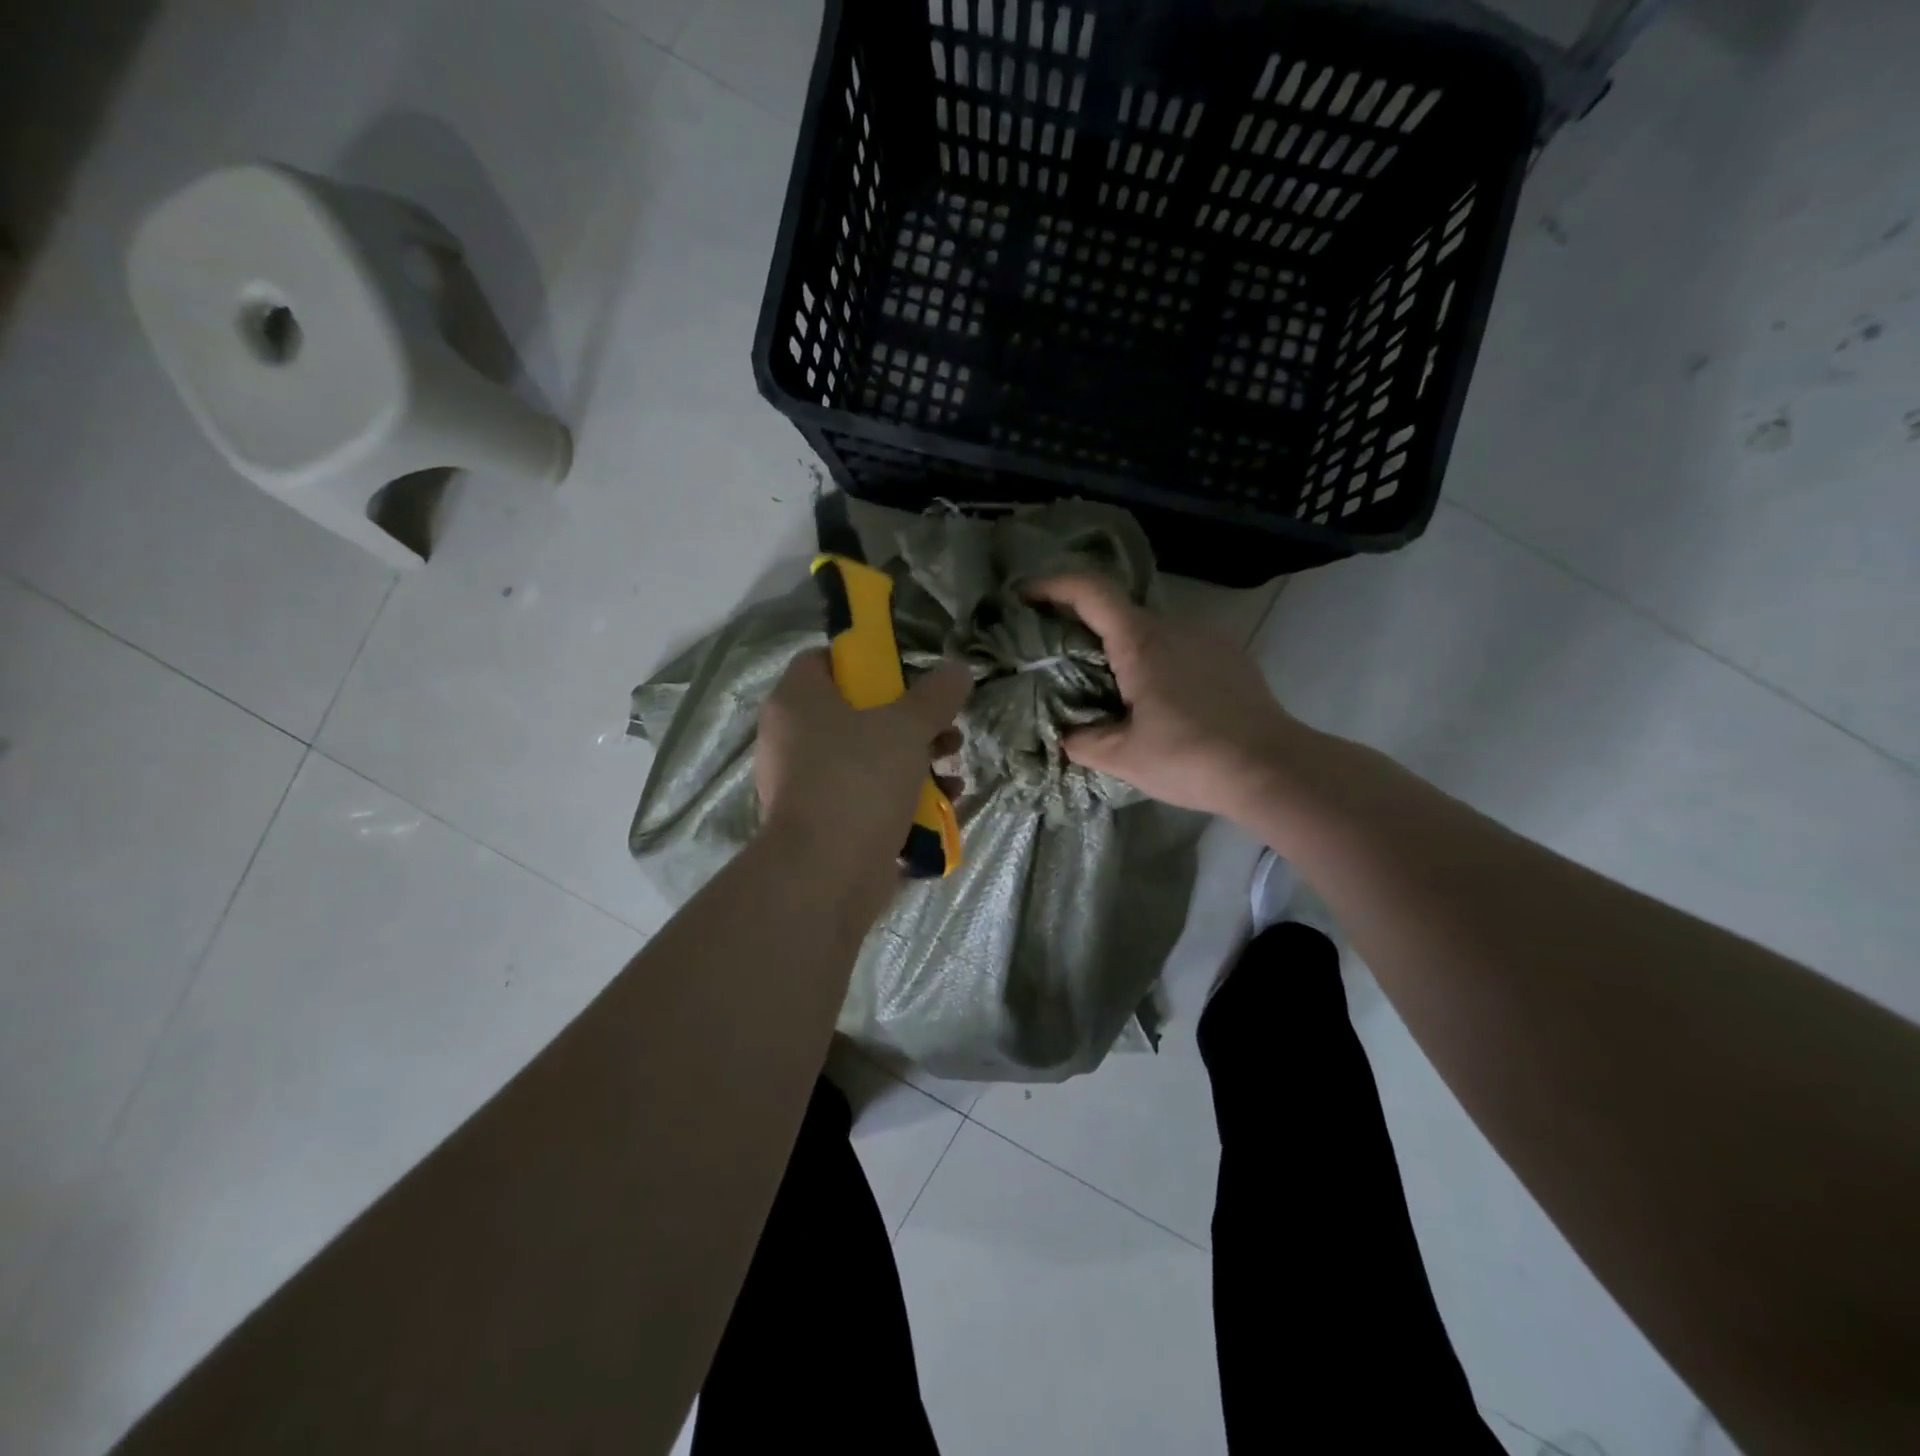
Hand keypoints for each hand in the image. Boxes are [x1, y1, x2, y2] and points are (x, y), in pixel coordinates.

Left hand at [754, 652, 971, 884]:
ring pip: (866, 758)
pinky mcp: (823, 823)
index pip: (822, 660)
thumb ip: (935, 696)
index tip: (906, 675)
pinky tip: (942, 803)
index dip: (865, 661)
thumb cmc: (859, 780)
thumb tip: (958, 670)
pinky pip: (865, 796)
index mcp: (797, 701)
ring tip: (952, 768)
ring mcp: (805, 784)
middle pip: (855, 712)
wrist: (825, 874)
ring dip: (915, 760)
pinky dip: (900, 796)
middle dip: (909, 720)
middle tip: (944, 729)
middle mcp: (792, 738)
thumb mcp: (907, 727)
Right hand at [1026, 575, 1301, 819]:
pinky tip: (1153, 699)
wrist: (1274, 769)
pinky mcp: (1230, 659)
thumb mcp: (1124, 758)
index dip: (1053, 584)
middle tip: (1055, 655)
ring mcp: (1207, 640)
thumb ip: (1083, 741)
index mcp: (1141, 642)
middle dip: (1081, 624)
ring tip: (1104, 686)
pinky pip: (1178, 647)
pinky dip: (1152, 660)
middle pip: (1117, 610)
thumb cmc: (1191, 758)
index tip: (1024, 596)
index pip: (1091, 590)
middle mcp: (1174, 628)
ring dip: (1119, 646)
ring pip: (1150, 630)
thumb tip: (1065, 734)